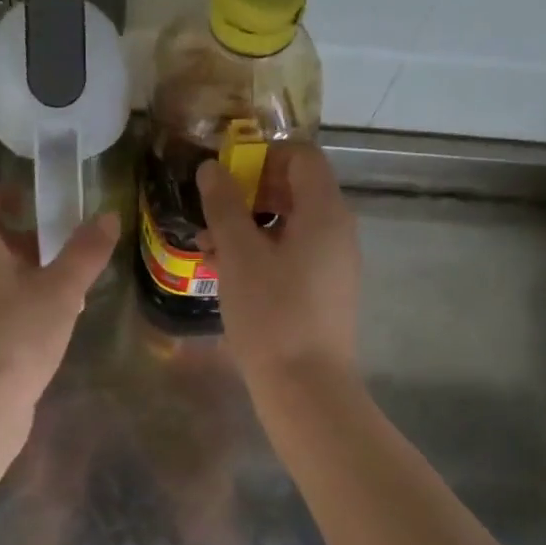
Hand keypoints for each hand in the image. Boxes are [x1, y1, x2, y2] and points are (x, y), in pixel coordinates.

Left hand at [0, 187, 118, 420]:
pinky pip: (3, 309)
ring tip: (72, 286)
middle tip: (65, 244)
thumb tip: (107, 215)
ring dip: (32, 274)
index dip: (1, 193)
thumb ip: (85, 253)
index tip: (34, 199)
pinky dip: (28, 305)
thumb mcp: (61, 290)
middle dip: (27, 238)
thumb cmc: (16, 336)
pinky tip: (58, 323)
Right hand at [196, 144, 359, 392]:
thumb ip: (224, 206)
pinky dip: (262, 255)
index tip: (225, 177)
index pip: (301, 156)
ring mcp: (334, 264)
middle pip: (295, 190)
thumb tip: (211, 168)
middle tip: (211, 215)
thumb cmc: (271, 314)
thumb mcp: (239, 256)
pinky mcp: (325, 293)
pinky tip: (228, 276)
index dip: (262, 156)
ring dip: (249, 228)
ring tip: (208, 250)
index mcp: (324, 212)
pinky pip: (294, 256)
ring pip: (290, 227)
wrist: (306, 387)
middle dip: (248, 195)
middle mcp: (338, 231)